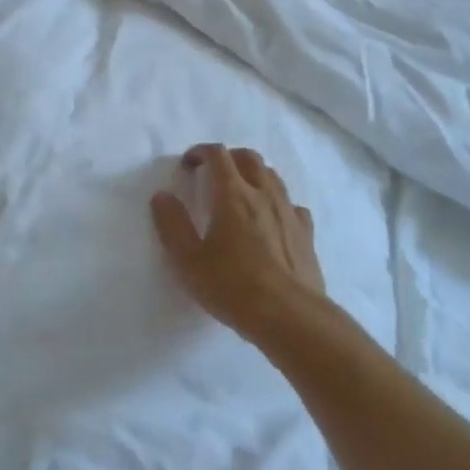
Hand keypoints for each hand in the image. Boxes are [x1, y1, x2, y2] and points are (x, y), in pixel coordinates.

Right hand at [151, 144, 325, 342]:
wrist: (291, 318)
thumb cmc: (233, 287)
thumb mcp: (189, 261)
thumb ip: (172, 225)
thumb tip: (162, 196)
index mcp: (233, 195)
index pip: (218, 155)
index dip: (201, 152)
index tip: (188, 164)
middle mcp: (264, 195)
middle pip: (249, 158)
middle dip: (229, 158)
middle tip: (213, 174)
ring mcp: (290, 212)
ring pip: (273, 177)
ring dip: (254, 175)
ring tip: (240, 193)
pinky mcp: (306, 234)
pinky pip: (292, 205)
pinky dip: (278, 203)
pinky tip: (272, 220)